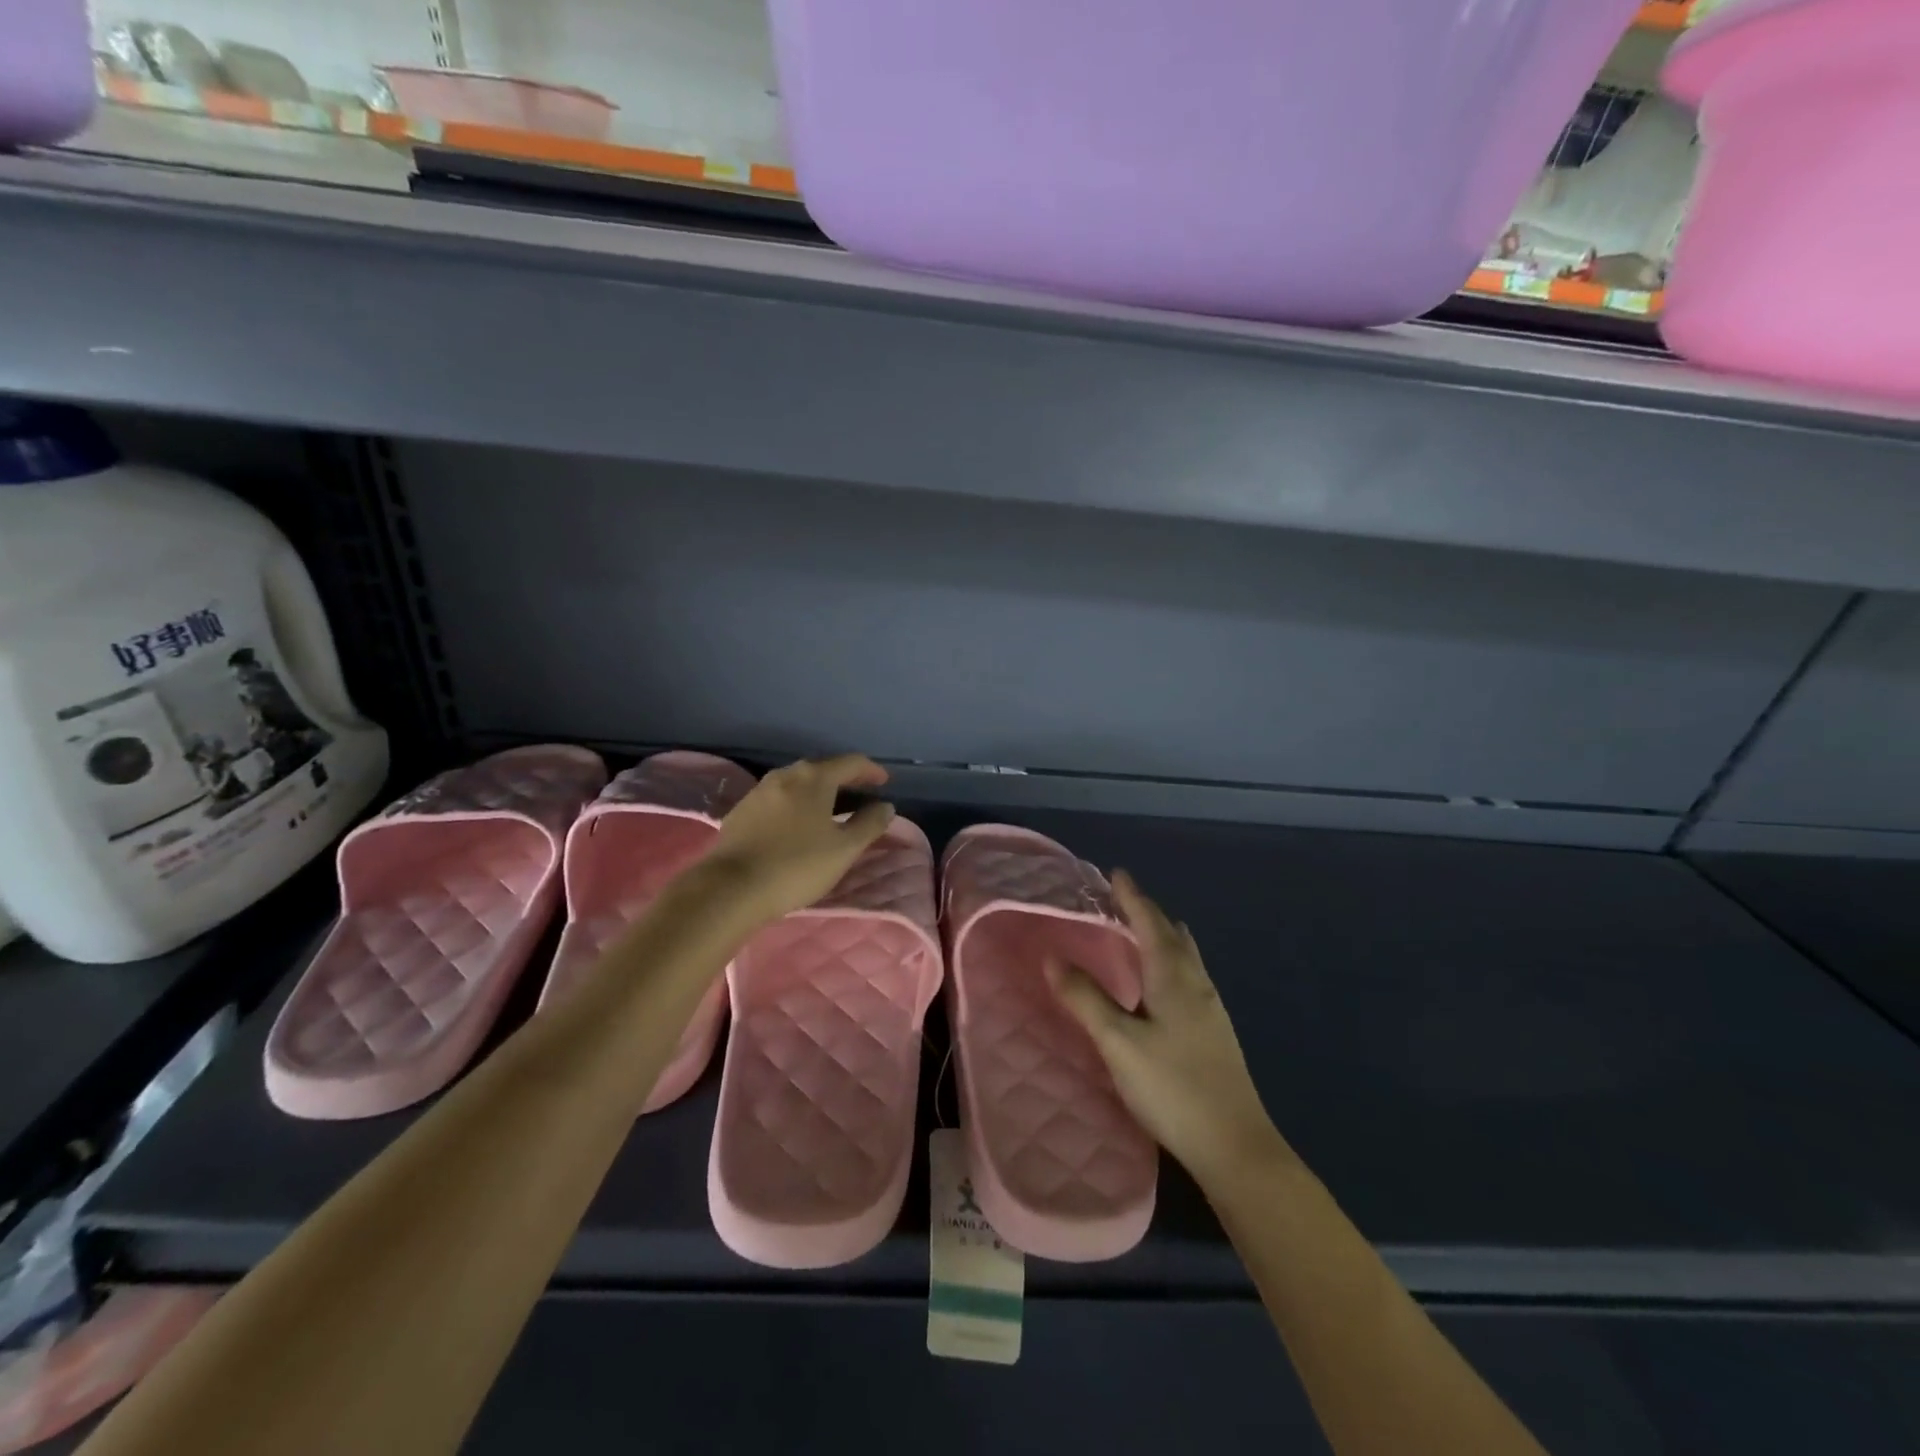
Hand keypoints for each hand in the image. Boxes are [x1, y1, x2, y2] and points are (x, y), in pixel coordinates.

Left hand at [704, 754, 895, 924]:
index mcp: (814, 778)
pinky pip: (779, 800)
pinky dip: (797, 805)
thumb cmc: (796, 865)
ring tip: (832, 812)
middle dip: (845, 781)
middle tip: (861, 797)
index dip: (871, 771)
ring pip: (798, 784)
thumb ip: (869, 824)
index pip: (851, 763)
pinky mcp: (741, 812)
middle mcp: (786, 775)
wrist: (730, 888)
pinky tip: (798, 826)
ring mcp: (759, 791)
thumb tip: (885, 806)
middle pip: (823, 770)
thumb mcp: (844, 849)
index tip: (884, 782)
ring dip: (819, 794)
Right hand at [1048, 871, 1287, 1184]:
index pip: (1150, 923)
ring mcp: (1212, 1008)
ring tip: (1143, 931)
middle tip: (1122, 900)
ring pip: (1186, 956)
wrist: (1236, 1146)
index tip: (1116, 873)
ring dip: (1163, 935)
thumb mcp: (1118, 1043)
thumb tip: (1052, 957)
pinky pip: (1191, 976)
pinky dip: (1172, 960)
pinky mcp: (1216, 1032)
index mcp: (1173, 977)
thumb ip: (1085, 999)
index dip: (1132, 897)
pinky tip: (1164, 983)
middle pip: (1172, 934)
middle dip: (1147, 912)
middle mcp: (1197, 983)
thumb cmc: (1173, 1087)